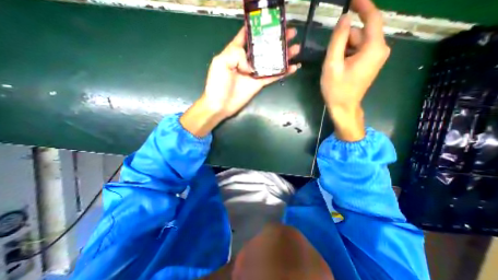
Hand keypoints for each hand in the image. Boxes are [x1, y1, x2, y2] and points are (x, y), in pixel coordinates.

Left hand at [201, 26, 298, 117]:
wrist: (220, 105)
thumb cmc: (217, 84)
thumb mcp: (221, 62)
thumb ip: (236, 54)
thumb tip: (252, 63)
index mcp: (235, 52)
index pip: (246, 37)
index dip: (256, 29)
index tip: (268, 22)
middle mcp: (246, 61)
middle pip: (263, 47)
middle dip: (276, 39)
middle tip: (290, 33)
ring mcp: (254, 73)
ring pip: (271, 61)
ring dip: (283, 55)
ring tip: (295, 48)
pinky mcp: (259, 84)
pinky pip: (273, 76)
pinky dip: (283, 72)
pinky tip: (293, 67)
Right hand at [321, 0, 390, 140]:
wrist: (343, 107)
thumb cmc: (336, 89)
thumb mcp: (332, 65)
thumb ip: (337, 41)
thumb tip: (344, 18)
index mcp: (373, 48)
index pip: (372, 18)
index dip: (363, 5)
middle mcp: (380, 49)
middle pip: (361, 34)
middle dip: (343, 41)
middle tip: (330, 58)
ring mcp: (376, 57)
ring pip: (358, 43)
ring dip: (343, 50)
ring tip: (333, 66)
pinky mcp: (370, 63)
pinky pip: (358, 51)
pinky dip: (347, 54)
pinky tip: (338, 67)